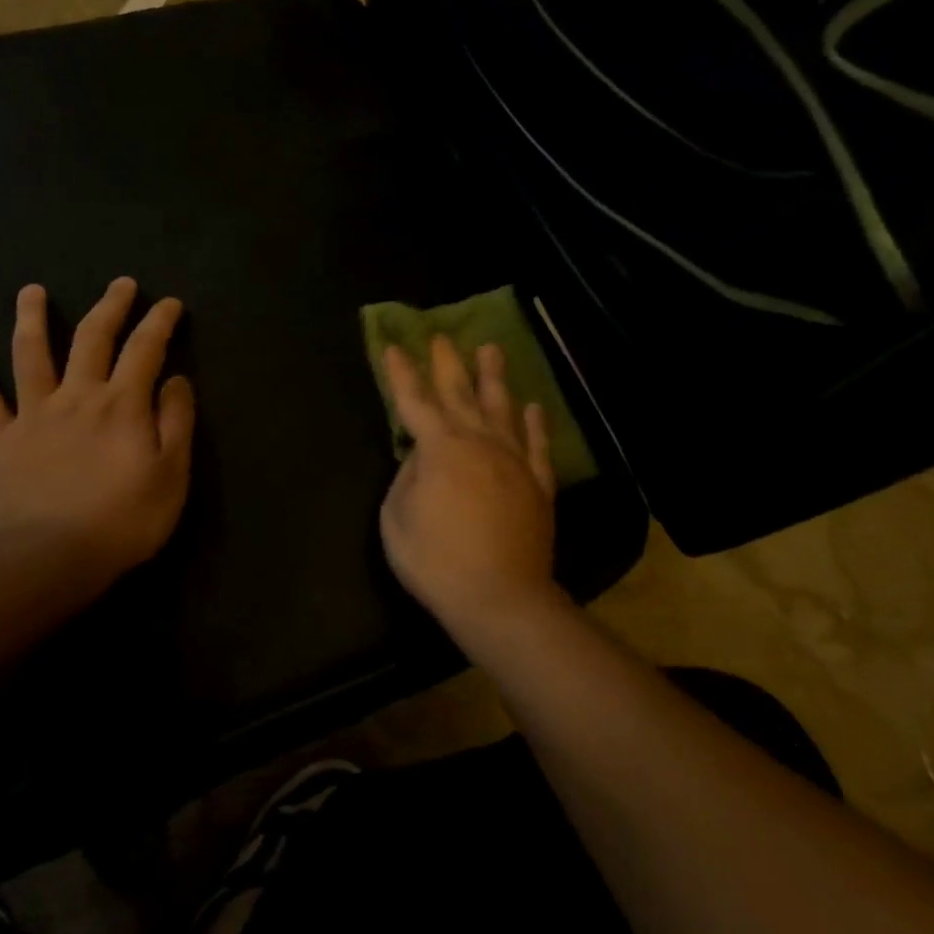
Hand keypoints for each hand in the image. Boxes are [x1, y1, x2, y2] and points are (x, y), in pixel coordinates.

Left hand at [0, 278, 193, 592]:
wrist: (51, 559)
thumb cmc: (122, 521)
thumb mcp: (171, 475)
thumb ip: (176, 422)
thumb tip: (176, 379)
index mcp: (122, 405)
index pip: (145, 349)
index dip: (159, 322)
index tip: (169, 304)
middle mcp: (77, 396)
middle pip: (93, 338)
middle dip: (110, 306)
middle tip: (121, 283)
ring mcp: (33, 414)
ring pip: (31, 354)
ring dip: (32, 317)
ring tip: (32, 290)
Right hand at [379, 336, 560, 625]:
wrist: (499, 597)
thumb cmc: (435, 560)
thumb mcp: (396, 519)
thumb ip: (406, 478)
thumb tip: (420, 457)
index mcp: (440, 449)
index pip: (415, 401)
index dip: (403, 373)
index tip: (395, 346)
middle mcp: (478, 443)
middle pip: (460, 393)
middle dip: (448, 363)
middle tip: (443, 336)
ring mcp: (513, 461)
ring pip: (503, 408)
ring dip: (494, 377)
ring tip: (491, 349)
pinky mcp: (538, 485)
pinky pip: (537, 445)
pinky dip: (534, 424)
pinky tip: (533, 406)